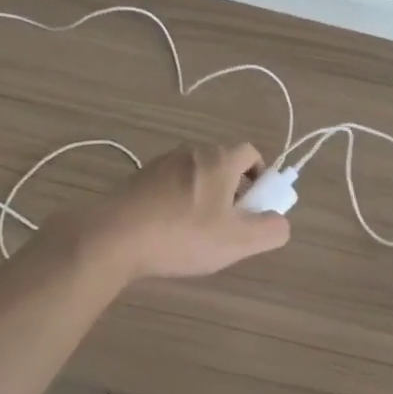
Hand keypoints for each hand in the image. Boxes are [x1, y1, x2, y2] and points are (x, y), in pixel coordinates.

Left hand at [60, 141, 289, 282]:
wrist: (112, 238)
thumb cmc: (182, 235)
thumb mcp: (237, 241)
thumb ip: (270, 230)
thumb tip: (280, 222)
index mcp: (219, 158)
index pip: (251, 153)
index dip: (260, 177)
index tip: (254, 206)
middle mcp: (192, 151)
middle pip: (223, 163)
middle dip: (232, 190)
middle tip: (228, 224)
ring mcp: (161, 163)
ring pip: (195, 174)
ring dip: (203, 196)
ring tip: (195, 233)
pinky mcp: (138, 179)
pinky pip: (169, 185)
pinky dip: (177, 202)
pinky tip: (167, 232)